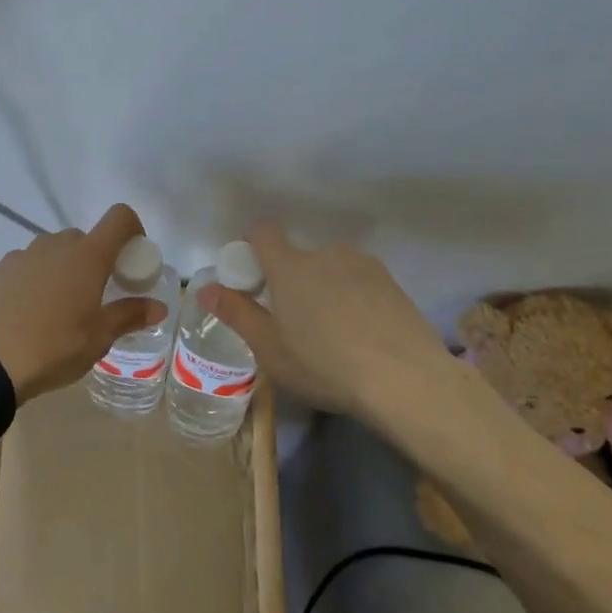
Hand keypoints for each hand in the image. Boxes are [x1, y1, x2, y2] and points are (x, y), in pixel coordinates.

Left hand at [0, 204, 167, 403]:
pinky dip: (30, 284)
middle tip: (94, 295)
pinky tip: (23, 317)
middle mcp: (54, 245)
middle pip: (82, 239)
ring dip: (59, 272)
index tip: (132, 257)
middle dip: (93, 261)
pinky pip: (21, 270)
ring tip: (55, 312)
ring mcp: (20, 256)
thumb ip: (129, 316)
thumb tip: (158, 307)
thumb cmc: (54, 347)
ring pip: (49, 254)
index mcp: (87, 256)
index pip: (119, 218)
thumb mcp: (98, 338)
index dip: (132, 229)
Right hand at [198, 224, 469, 424]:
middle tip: (295, 324)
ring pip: (331, 270)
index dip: (253, 247)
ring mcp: (364, 265)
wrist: (407, 381)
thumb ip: (237, 313)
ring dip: (325, 290)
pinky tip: (363, 337)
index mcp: (290, 266)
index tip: (253, 278)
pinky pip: (360, 283)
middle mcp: (326, 254)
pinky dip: (354, 300)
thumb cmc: (325, 365)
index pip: (263, 232)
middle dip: (292, 282)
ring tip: (334, 335)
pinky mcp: (393, 283)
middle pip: (299, 258)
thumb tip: (204, 289)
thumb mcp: (270, 349)